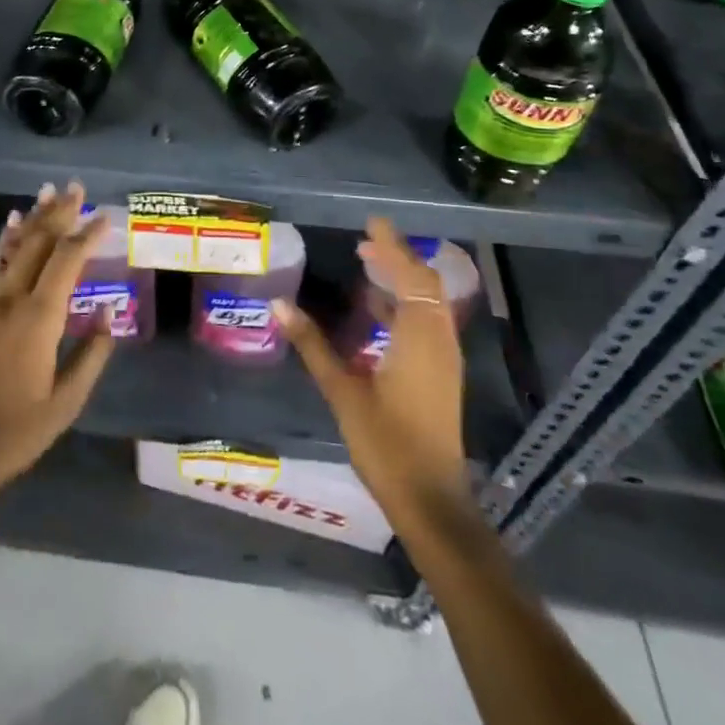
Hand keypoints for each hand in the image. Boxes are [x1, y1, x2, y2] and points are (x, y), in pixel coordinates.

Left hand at [0, 182, 115, 496]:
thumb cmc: (17, 428)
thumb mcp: (67, 401)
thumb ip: (92, 354)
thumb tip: (110, 314)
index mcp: (39, 317)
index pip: (68, 259)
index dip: (87, 234)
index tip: (105, 216)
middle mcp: (10, 296)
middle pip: (39, 241)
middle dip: (60, 212)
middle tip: (77, 187)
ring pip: (14, 245)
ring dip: (34, 217)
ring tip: (48, 192)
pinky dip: (8, 239)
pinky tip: (14, 224)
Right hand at [273, 217, 471, 532]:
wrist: (431, 502)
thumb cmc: (387, 445)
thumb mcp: (343, 392)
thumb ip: (313, 345)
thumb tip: (280, 305)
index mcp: (419, 338)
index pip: (410, 276)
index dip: (392, 246)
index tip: (372, 222)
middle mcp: (438, 341)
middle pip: (425, 285)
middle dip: (397, 258)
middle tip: (364, 241)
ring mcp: (443, 360)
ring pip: (428, 304)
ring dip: (402, 280)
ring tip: (368, 265)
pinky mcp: (441, 376)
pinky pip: (426, 323)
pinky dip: (405, 305)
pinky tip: (376, 311)